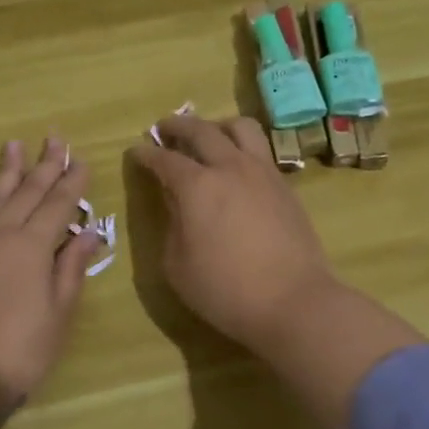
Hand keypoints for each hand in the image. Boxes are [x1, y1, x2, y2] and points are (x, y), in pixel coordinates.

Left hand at [0, 137, 101, 423]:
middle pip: (25, 194)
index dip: (71, 182)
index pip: (58, 206)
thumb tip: (89, 232)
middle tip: (54, 138)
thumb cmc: (17, 353)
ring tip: (12, 146)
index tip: (81, 160)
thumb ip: (70, 269)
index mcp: (32, 248)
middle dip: (43, 166)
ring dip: (3, 173)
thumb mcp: (58, 315)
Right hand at [130, 114, 337, 353]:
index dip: (146, 154)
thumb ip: (172, 225)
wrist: (293, 302)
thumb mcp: (178, 266)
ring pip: (240, 128)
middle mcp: (230, 168)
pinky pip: (260, 150)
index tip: (135, 152)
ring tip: (208, 136)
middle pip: (201, 130)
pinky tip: (237, 166)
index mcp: (197, 187)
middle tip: (164, 129)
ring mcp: (263, 173)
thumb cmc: (225, 291)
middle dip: (178, 126)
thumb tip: (176, 202)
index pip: (165, 159)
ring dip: (217, 126)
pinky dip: (242, 147)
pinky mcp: (285, 186)